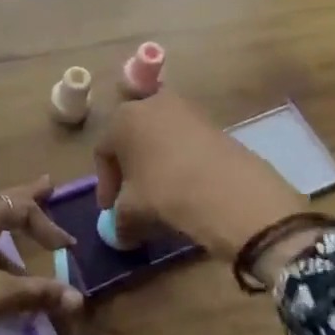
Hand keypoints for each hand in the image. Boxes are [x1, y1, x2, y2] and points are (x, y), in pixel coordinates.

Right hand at [94, 92, 311, 264]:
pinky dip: (178, 160)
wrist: (230, 192)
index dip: (105, 183)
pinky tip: (185, 185)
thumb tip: (121, 231)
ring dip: (155, 162)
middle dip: (129, 168)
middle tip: (132, 197)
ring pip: (159, 137)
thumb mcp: (132, 211)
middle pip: (131, 138)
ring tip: (160, 192)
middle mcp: (150, 104)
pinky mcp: (211, 121)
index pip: (103, 151)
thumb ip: (119, 219)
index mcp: (122, 118)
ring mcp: (184, 109)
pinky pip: (184, 140)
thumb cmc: (167, 192)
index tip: (110, 209)